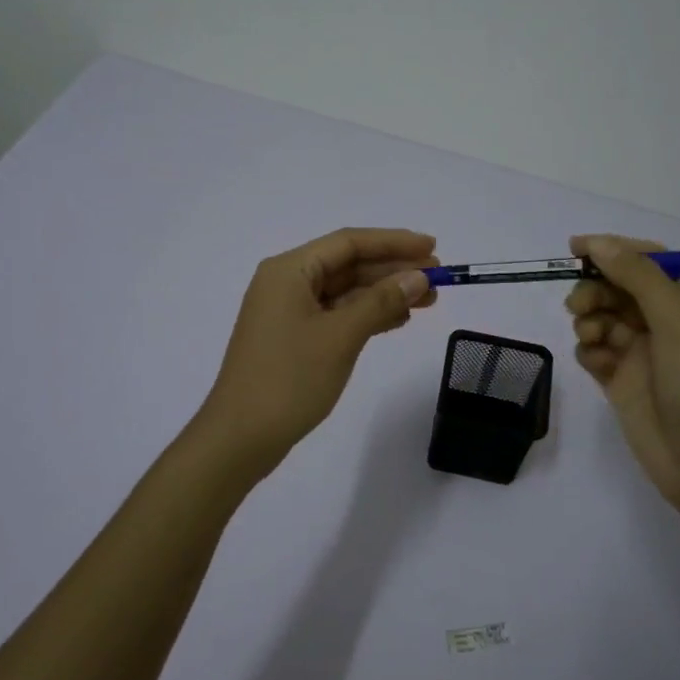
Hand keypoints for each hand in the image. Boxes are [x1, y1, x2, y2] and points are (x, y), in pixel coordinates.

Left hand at [196, 228, 438, 475]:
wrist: (240, 437)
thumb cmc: (289, 379)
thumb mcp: (341, 336)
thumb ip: (381, 302)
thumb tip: (419, 278)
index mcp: (289, 270)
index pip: (349, 243)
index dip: (394, 242)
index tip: (433, 248)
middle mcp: (287, 283)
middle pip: (348, 265)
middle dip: (393, 270)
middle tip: (439, 279)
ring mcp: (288, 312)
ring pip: (345, 291)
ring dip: (384, 293)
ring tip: (428, 301)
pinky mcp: (293, 338)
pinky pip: (337, 314)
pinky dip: (367, 315)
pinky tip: (398, 320)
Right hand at [564, 234, 679, 508]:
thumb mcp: (677, 320)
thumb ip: (637, 276)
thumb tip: (599, 243)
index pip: (650, 260)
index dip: (614, 249)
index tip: (575, 248)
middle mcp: (669, 322)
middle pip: (620, 287)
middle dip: (596, 289)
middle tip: (579, 305)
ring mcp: (644, 353)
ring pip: (603, 317)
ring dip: (590, 319)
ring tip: (590, 338)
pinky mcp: (622, 381)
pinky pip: (595, 351)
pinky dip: (589, 351)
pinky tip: (596, 364)